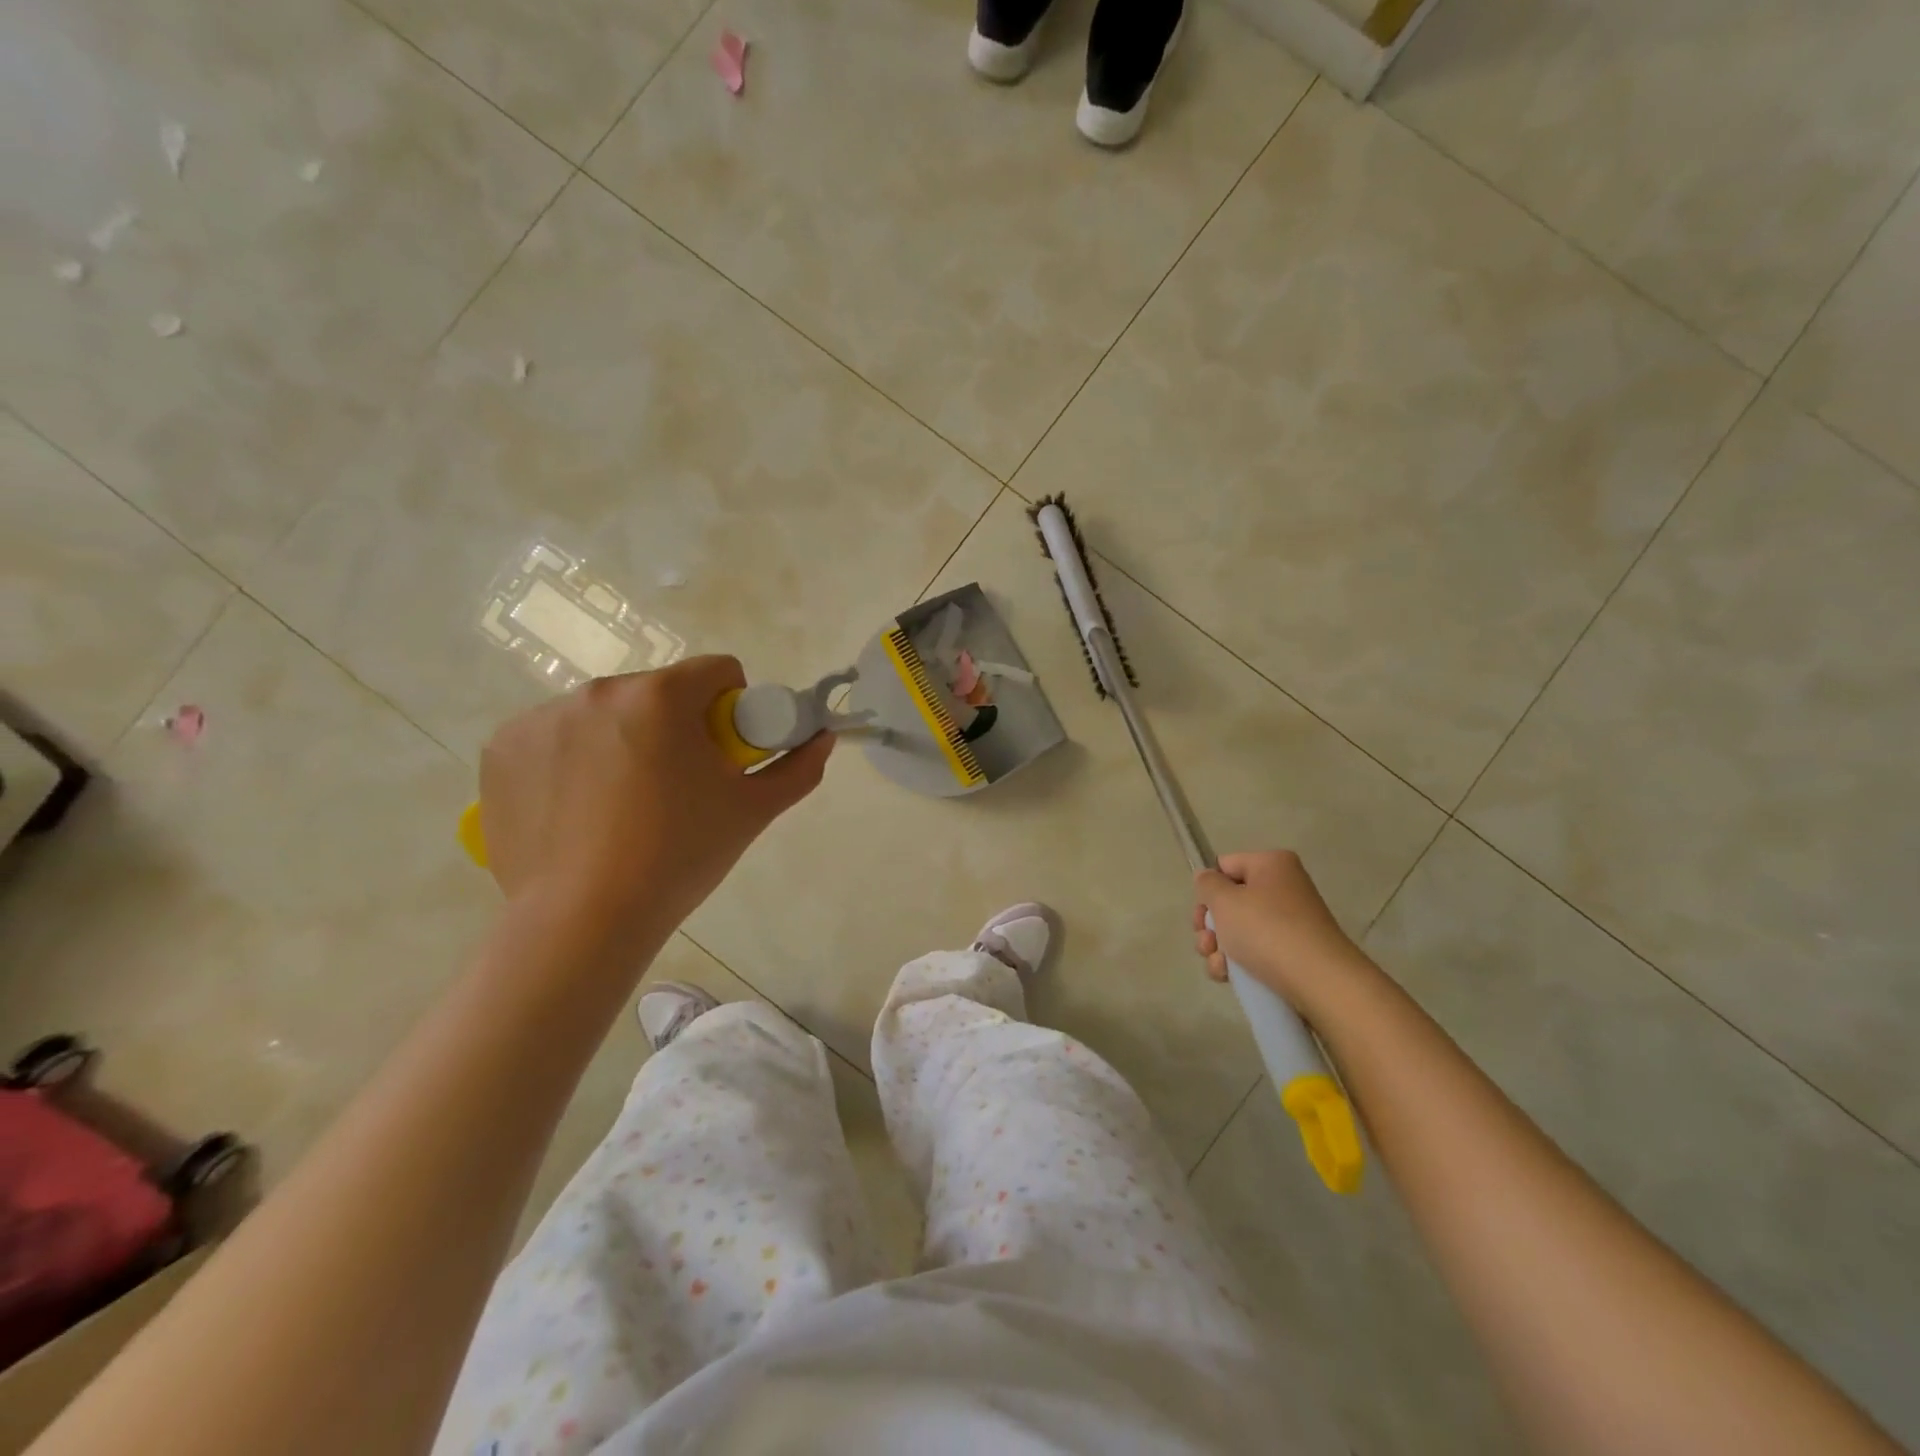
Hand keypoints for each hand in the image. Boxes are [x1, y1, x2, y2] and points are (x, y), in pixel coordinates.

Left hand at [478, 656, 832, 933]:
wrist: (584, 919)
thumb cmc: (679, 856)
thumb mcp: (752, 812)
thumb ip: (797, 768)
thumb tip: (822, 739)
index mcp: (663, 696)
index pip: (718, 671)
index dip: (733, 708)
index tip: (723, 753)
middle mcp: (599, 691)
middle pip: (658, 692)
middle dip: (674, 727)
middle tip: (677, 787)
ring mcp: (541, 718)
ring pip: (606, 714)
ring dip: (622, 741)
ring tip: (623, 806)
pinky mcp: (502, 750)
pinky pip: (553, 738)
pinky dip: (571, 761)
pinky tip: (577, 810)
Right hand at [1192, 851, 1371, 1008]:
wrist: (1319, 982)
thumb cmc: (1266, 931)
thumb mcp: (1224, 901)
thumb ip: (1207, 885)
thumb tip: (1207, 879)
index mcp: (1272, 865)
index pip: (1225, 866)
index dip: (1208, 889)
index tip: (1202, 914)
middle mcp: (1284, 888)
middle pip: (1230, 901)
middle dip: (1210, 925)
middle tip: (1205, 942)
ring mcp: (1291, 922)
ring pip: (1239, 929)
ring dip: (1219, 947)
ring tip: (1218, 964)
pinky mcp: (1294, 952)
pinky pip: (1256, 950)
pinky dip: (1238, 962)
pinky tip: (1229, 976)